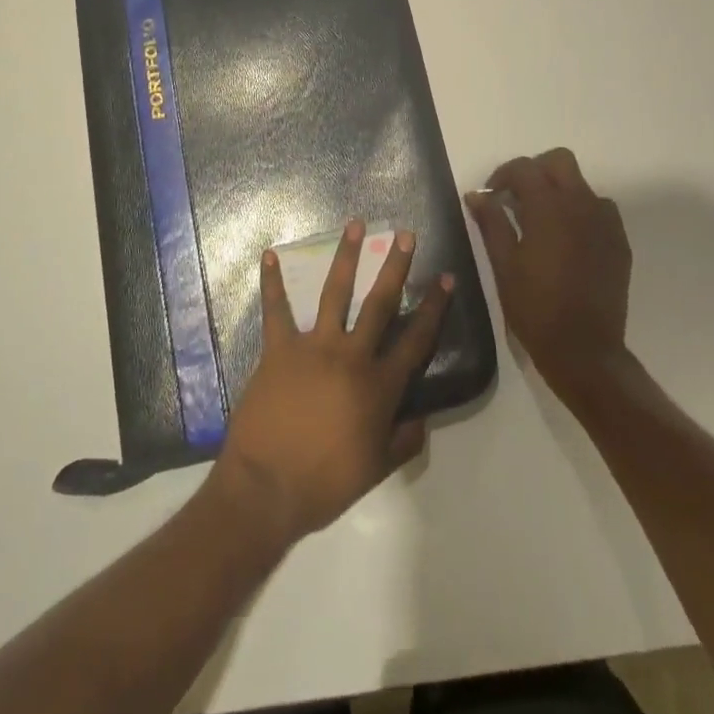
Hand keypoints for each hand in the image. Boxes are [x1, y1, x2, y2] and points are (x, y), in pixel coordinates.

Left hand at [210, 221, 451, 547]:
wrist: (268, 487)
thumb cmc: (326, 482)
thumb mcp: (377, 469)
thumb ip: (404, 441)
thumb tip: (422, 418)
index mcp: (379, 386)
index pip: (415, 340)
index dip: (434, 308)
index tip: (446, 279)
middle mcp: (351, 356)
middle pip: (379, 303)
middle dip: (395, 267)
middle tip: (405, 235)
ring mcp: (313, 347)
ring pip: (335, 293)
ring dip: (346, 257)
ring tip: (355, 225)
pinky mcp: (279, 349)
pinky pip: (275, 310)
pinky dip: (272, 283)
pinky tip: (270, 255)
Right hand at [468, 147, 631, 397]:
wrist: (585, 350)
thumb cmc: (535, 308)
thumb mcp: (503, 265)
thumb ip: (491, 223)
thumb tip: (477, 195)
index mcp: (548, 208)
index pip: (524, 168)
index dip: (502, 175)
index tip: (490, 196)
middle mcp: (581, 205)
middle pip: (559, 161)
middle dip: (535, 171)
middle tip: (515, 198)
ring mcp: (605, 222)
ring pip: (581, 185)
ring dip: (559, 191)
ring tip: (541, 221)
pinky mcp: (618, 242)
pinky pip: (599, 210)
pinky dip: (579, 212)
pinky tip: (565, 240)